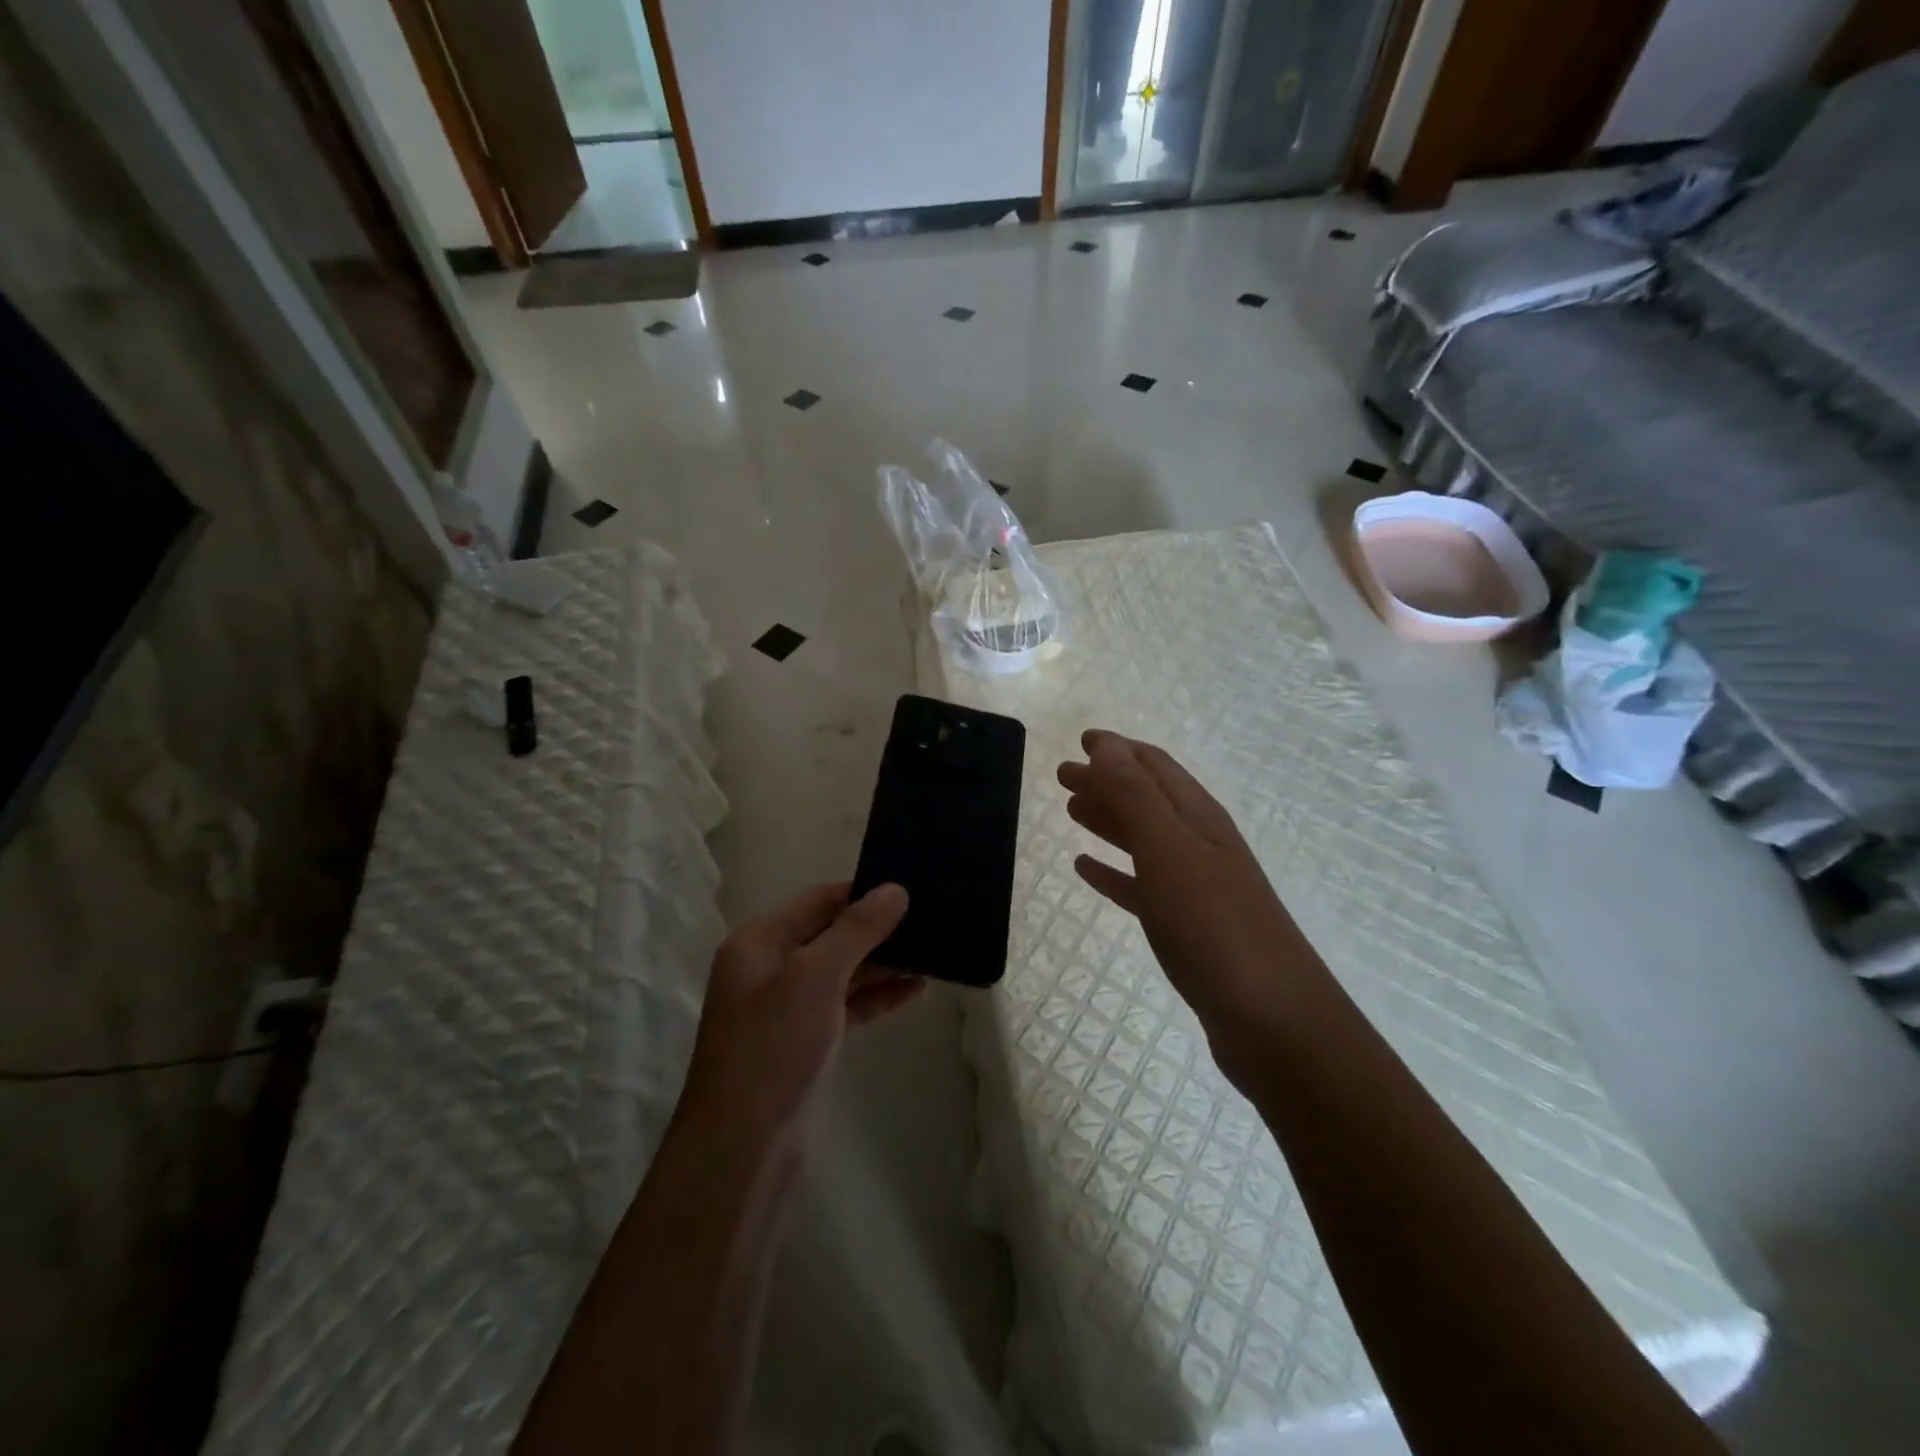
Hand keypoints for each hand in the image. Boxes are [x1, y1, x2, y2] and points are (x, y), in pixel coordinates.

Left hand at [678, 883, 921, 1144]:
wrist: (743, 1149)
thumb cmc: (773, 1047)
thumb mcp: (814, 976)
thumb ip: (856, 929)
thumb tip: (894, 890)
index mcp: (759, 942)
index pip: (817, 900)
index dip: (862, 893)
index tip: (910, 889)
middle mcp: (770, 968)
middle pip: (831, 934)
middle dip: (878, 928)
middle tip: (931, 920)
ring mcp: (787, 1008)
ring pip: (842, 971)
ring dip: (883, 963)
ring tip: (933, 953)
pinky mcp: (805, 1042)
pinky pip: (846, 1006)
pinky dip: (877, 997)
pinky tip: (916, 990)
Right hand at [1058, 731, 1330, 1085]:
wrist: (1274, 1024)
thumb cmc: (1218, 928)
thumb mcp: (1171, 852)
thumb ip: (1136, 797)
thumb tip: (1106, 745)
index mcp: (1200, 819)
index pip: (1155, 767)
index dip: (1119, 750)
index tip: (1082, 739)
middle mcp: (1199, 845)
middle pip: (1147, 800)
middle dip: (1107, 782)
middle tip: (1063, 775)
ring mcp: (1194, 889)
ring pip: (1142, 840)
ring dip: (1108, 820)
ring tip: (1072, 811)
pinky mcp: (1185, 929)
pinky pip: (1139, 887)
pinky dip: (1113, 872)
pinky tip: (1087, 870)